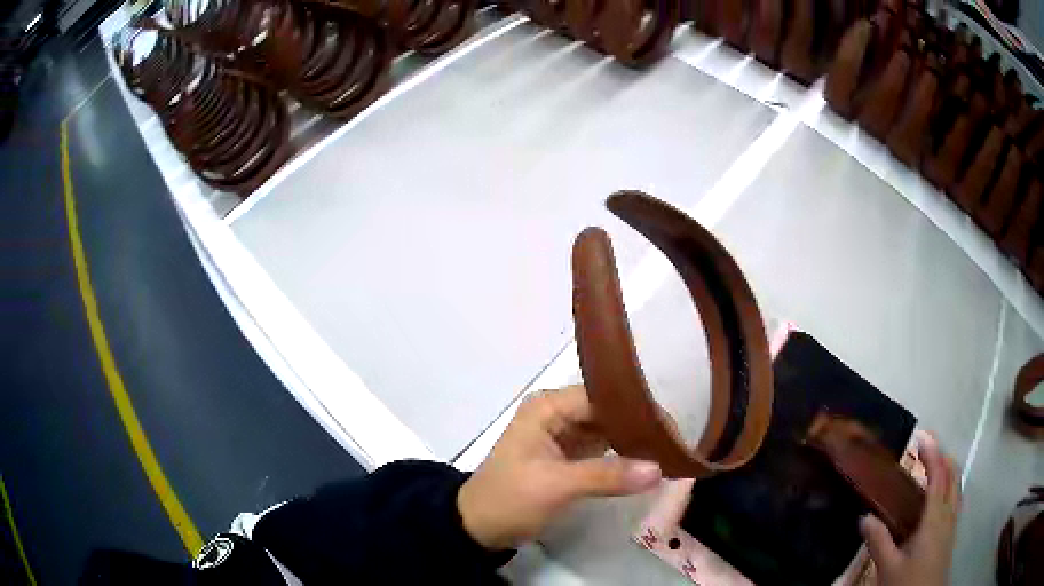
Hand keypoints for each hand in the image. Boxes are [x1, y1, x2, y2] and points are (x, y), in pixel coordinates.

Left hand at [457, 385, 662, 550]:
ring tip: (670, 453)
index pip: (602, 397)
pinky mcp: (571, 456)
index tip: (671, 431)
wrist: (480, 527)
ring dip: (636, 442)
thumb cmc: (510, 499)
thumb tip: (658, 469)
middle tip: (676, 444)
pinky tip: (649, 463)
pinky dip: (626, 456)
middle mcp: (559, 413)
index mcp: (549, 407)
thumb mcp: (555, 486)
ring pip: (610, 430)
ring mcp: (566, 435)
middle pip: (610, 412)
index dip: (637, 411)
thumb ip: (606, 476)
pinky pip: (606, 449)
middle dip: (641, 427)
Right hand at [860, 434, 960, 585]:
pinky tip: (937, 500)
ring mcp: (951, 524)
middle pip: (953, 476)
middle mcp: (948, 514)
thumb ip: (879, 541)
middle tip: (926, 450)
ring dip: (947, 471)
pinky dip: (948, 487)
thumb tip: (864, 517)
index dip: (932, 453)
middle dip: (943, 457)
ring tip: (933, 468)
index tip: (921, 436)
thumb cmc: (908, 583)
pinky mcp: (950, 534)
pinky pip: (954, 500)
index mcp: (934, 517)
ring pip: (956, 487)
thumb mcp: (888, 567)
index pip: (938, 476)